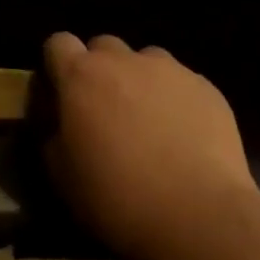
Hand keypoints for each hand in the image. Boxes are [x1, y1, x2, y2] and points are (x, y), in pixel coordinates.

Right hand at [43, 33, 259, 259]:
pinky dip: (175, 99)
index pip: (58, 43)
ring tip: (148, 121)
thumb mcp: (61, 175)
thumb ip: (53, 135)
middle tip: (104, 110)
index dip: (57, 64)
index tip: (61, 92)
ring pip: (146, 60)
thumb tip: (60, 124)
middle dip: (99, 70)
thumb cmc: (117, 197)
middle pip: (103, 47)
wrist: (198, 216)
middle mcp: (124, 61)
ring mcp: (170, 70)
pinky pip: (181, 82)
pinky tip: (184, 136)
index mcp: (81, 76)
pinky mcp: (206, 88)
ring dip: (139, 80)